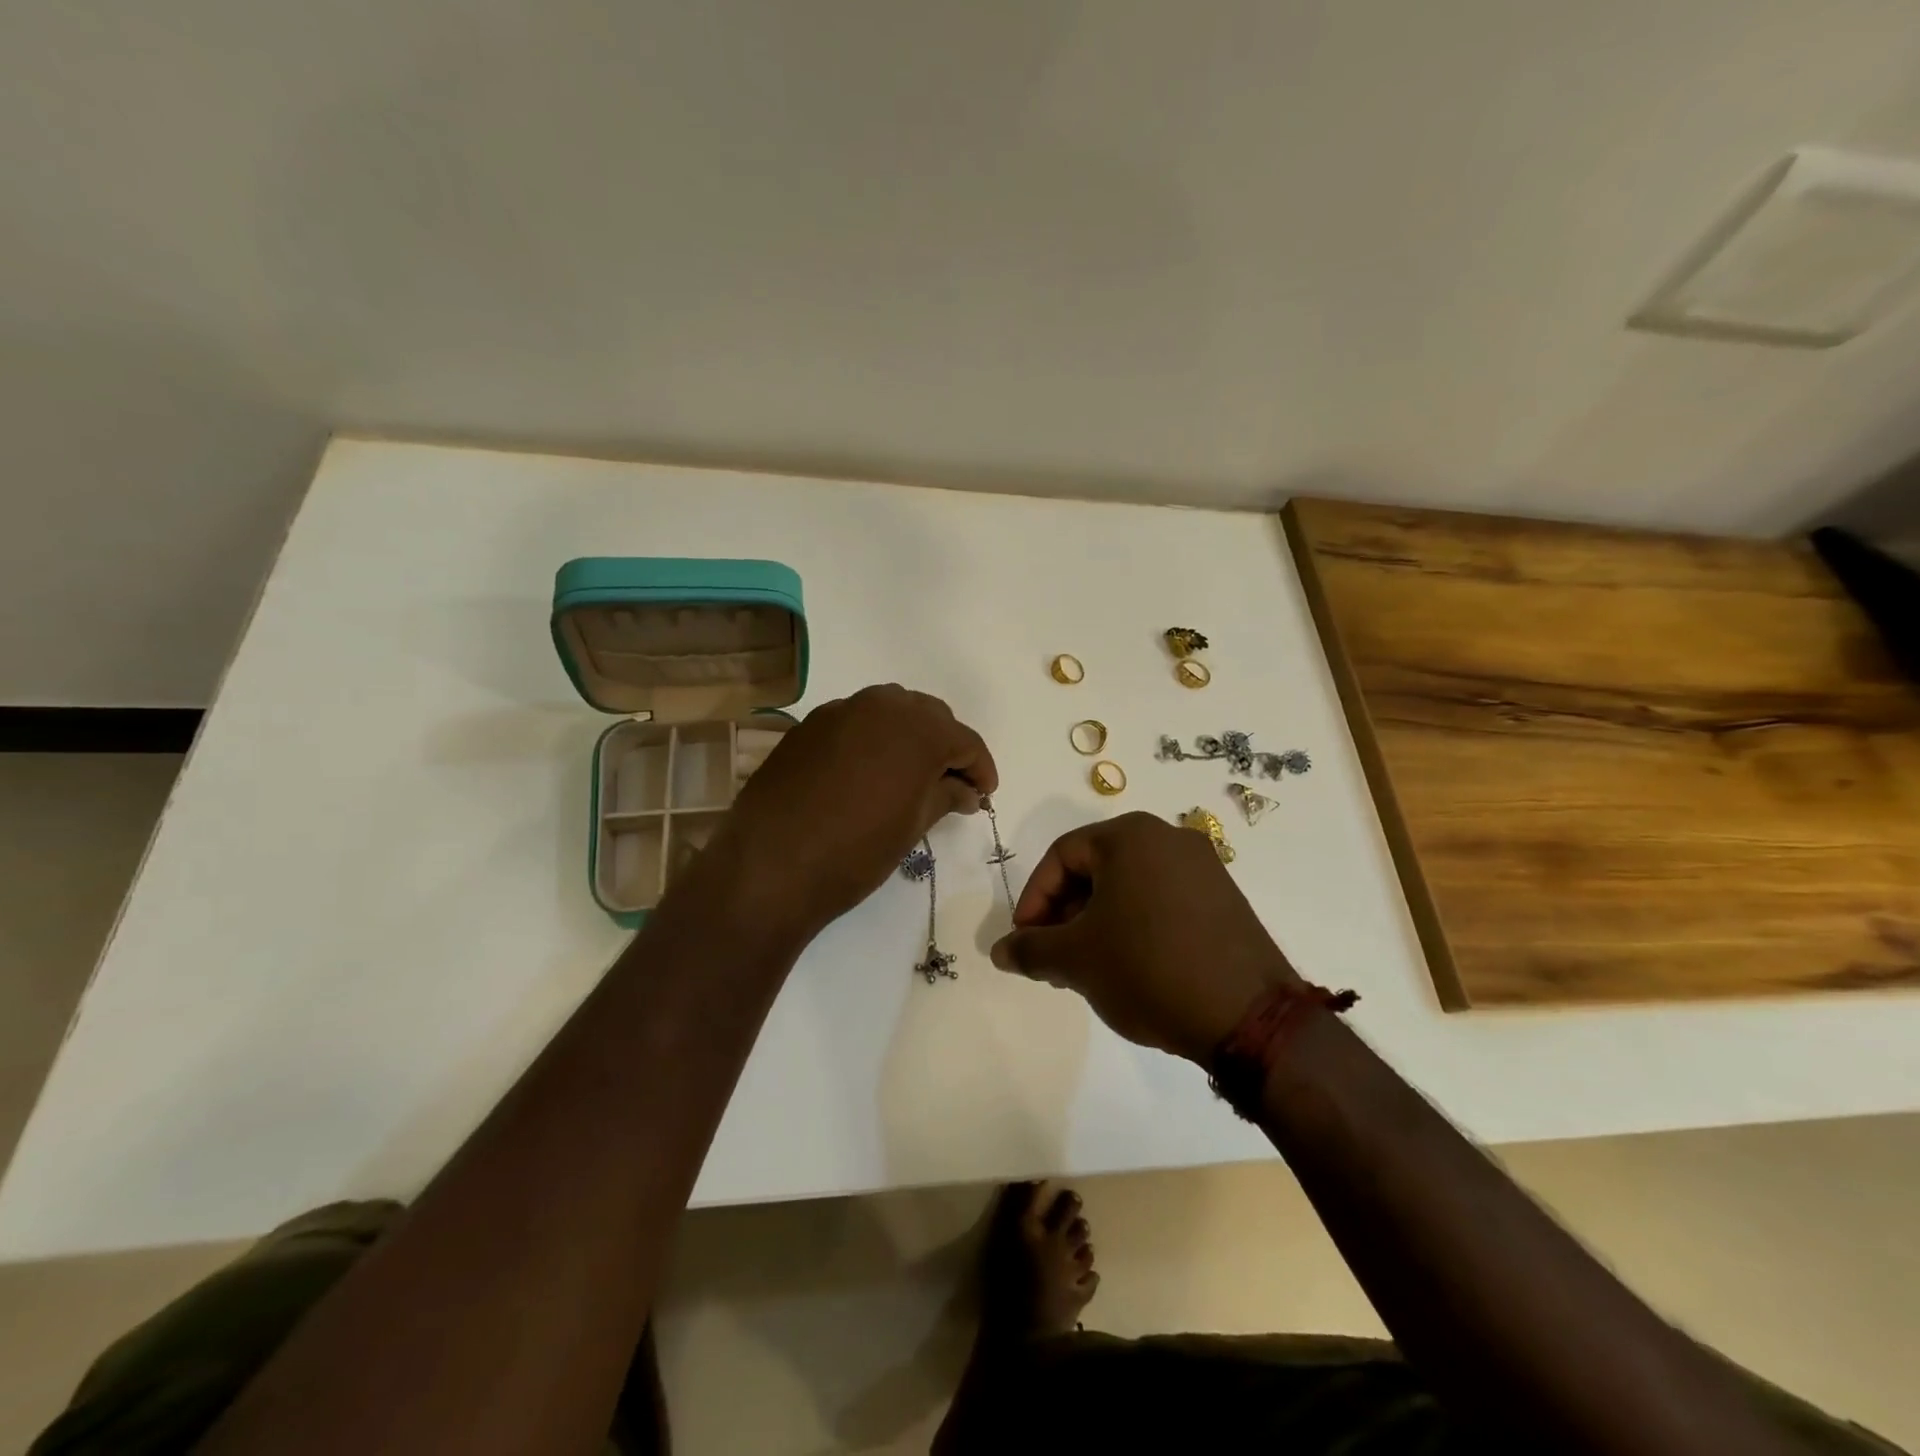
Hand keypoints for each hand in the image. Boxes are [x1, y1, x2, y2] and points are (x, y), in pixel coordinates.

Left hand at [719, 684, 997, 937]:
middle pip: (929, 716)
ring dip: (909, 736)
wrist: (771, 866)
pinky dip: (873, 738)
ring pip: (891, 710)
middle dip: (946, 746)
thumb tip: (965, 790)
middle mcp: (881, 706)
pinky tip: (869, 771)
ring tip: (912, 775)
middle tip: (952, 784)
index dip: (980, 768)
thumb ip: (946, 796)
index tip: (984, 794)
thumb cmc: (856, 851)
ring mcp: (840, 711)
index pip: (964, 741)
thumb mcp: (912, 826)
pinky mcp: (809, 725)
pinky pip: (856, 721)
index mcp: (918, 729)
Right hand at [990, 812, 1297, 1063]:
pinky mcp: (1225, 899)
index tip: (1025, 941)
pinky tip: (1129, 967)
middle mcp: (1169, 838)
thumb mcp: (1076, 959)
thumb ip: (1030, 949)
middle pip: (1096, 869)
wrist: (1248, 1017)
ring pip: (1129, 886)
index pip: (1061, 856)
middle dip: (1065, 914)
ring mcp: (1204, 867)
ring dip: (1097, 922)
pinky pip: (1162, 901)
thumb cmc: (1147, 968)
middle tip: (1052, 957)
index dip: (1033, 899)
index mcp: (1131, 835)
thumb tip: (1000, 951)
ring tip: (1087, 968)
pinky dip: (1134, 925)